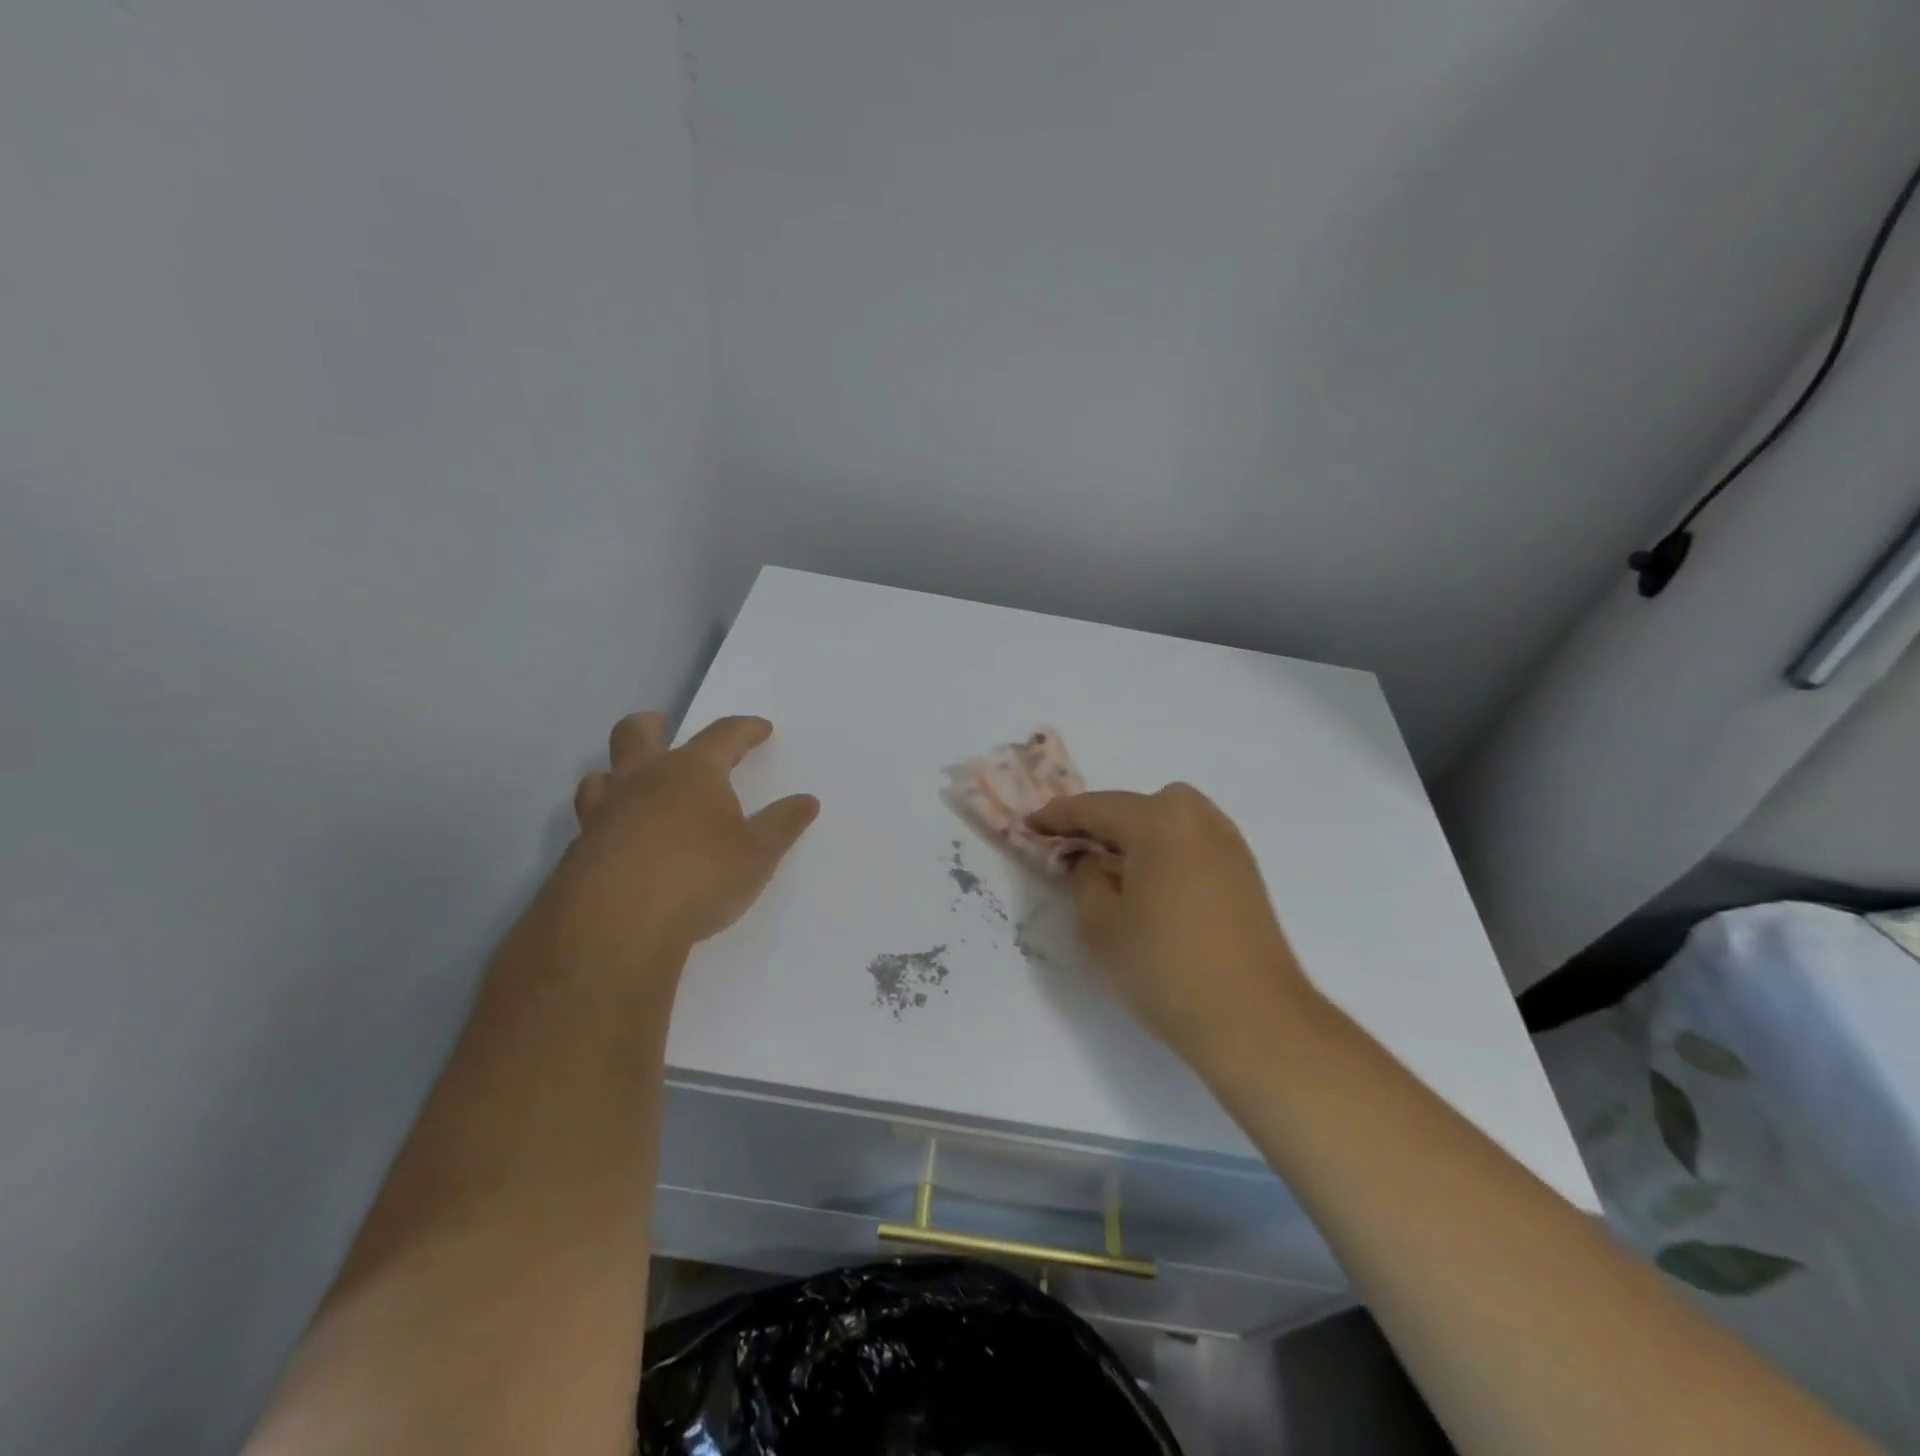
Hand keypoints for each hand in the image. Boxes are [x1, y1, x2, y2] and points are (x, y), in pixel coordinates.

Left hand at [548, 712, 819, 964]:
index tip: (760, 729)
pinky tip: (621, 843)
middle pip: (636, 733)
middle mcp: (643, 780)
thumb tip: (807, 800)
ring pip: (601, 776)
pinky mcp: (578, 850)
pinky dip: (608, 820)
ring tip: (632, 785)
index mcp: (692, 771)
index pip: (723, 735)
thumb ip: (782, 825)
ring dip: (617, 772)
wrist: (616, 925)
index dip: (745, 729)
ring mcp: (604, 813)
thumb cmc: (699, 877)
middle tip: (661, 725)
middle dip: (652, 725)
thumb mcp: (758, 854)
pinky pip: (590, 820)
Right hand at [1027, 784, 1316, 1068]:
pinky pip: (1190, 840)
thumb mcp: (1099, 925)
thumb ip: (1083, 878)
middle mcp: (1197, 818)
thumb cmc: (1164, 967)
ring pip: (1167, 820)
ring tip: (1110, 869)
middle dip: (1100, 822)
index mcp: (1158, 821)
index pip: (1095, 807)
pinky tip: (1150, 883)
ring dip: (1134, 834)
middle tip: (1071, 850)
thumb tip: (1090, 860)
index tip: (1029, 826)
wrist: (1253, 1019)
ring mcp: (1227, 842)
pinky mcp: (1244, 870)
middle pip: (1135, 806)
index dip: (1056, 817)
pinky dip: (1163, 849)